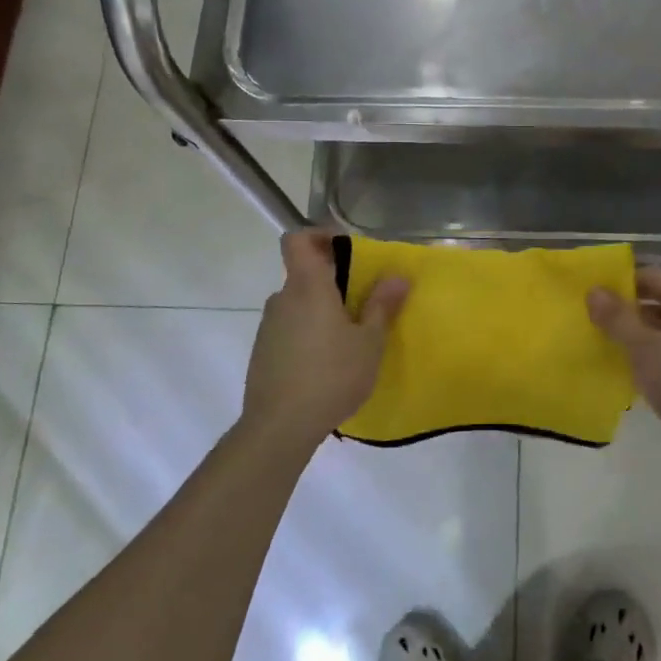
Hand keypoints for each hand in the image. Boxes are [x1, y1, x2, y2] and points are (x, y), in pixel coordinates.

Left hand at [242, 231, 409, 444]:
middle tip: (363, 303)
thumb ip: (382, 306)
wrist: (280, 425)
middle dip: (332, 282)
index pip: (297, 240)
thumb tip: (398, 275)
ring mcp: (268, 327)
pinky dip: (308, 334)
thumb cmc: (332, 376)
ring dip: (321, 311)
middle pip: (304, 274)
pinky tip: (326, 364)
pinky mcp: (263, 352)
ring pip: (298, 305)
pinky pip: (289, 329)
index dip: (319, 235)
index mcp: (308, 288)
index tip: (345, 249)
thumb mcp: (369, 342)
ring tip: (348, 339)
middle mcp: (282, 299)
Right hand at [588, 266, 660, 449]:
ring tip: (610, 348)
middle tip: (596, 322)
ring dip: (639, 336)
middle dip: (628, 310)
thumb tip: (594, 290)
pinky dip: (654, 357)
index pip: (653, 275)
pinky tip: (636, 374)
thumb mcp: (644, 348)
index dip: (623, 281)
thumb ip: (618, 318)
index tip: (596, 295)